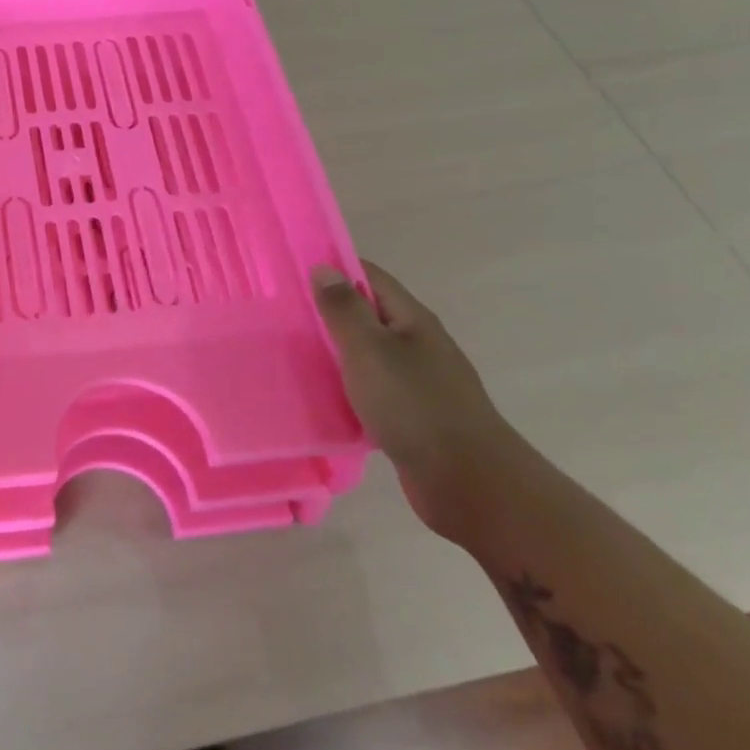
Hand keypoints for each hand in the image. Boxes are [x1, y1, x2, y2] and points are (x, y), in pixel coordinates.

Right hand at [312, 262, 526, 538]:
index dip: (332, 270)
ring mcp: (417, 380)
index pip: (369, 277)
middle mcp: (417, 343)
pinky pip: (371, 388)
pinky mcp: (411, 415)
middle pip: (368, 314)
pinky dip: (346, 386)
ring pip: (368, 354)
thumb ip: (344, 309)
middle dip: (328, 312)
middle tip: (280, 316)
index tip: (290, 274)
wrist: (469, 481)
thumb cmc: (414, 406)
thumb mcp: (370, 350)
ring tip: (290, 354)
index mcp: (411, 319)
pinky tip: (321, 396)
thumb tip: (324, 268)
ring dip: (334, 352)